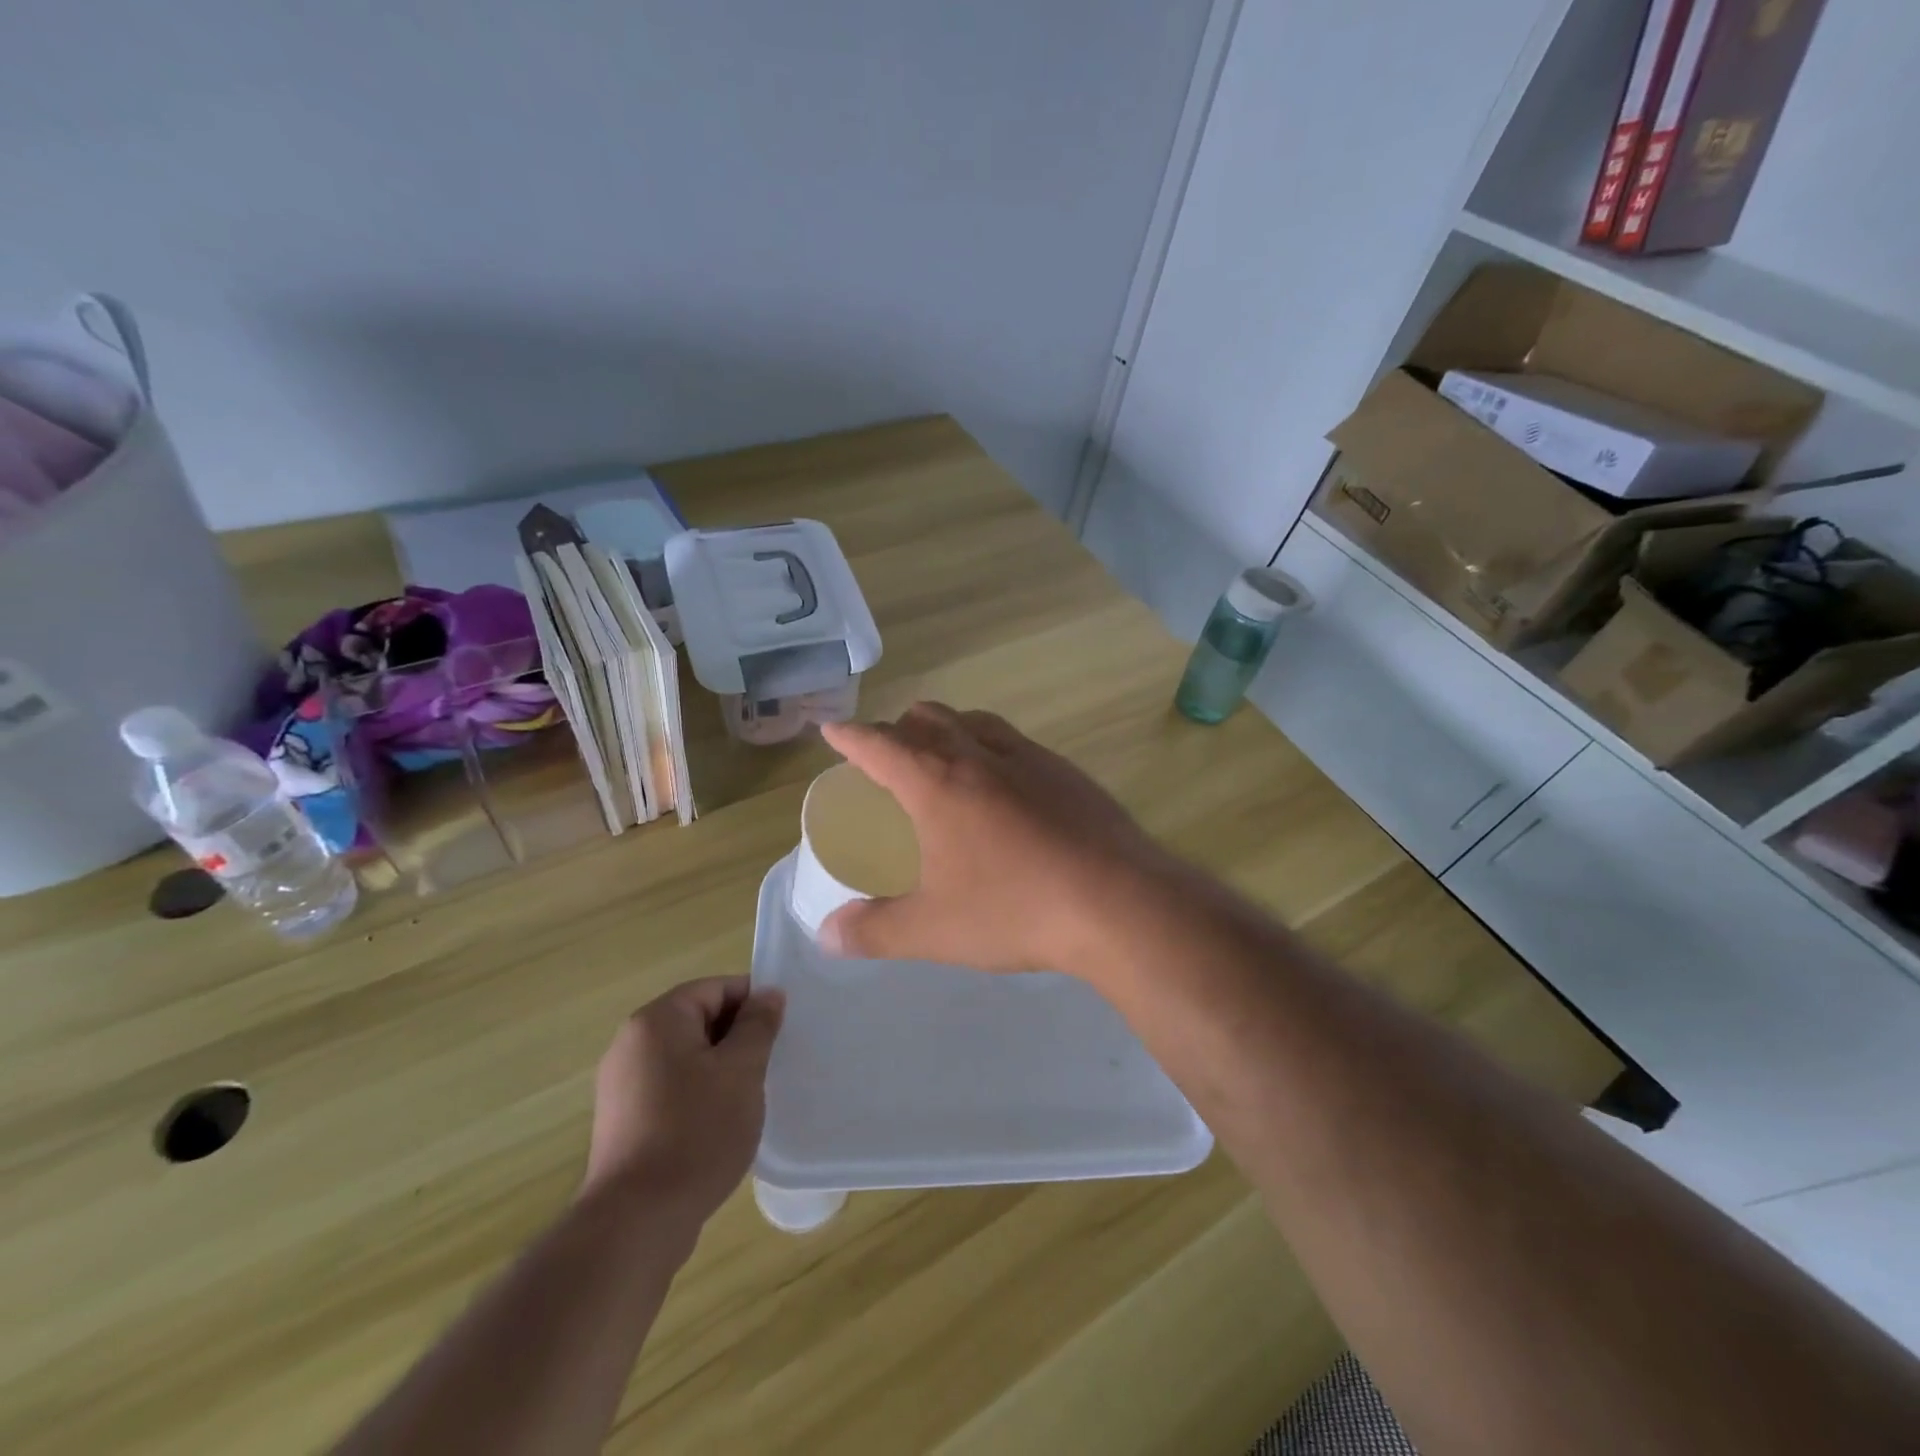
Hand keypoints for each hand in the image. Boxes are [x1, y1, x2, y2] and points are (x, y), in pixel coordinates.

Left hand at [581, 977, 784, 1221]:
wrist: (636, 1222)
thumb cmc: (696, 1132)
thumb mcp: (742, 1071)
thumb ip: (758, 1025)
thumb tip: (768, 994)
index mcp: (657, 1021)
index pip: (715, 988)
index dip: (753, 1003)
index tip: (781, 1031)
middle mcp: (632, 1043)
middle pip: (698, 1020)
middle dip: (737, 1038)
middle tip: (770, 1065)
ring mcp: (622, 1085)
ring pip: (686, 1057)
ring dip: (721, 1069)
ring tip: (749, 1097)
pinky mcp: (623, 1121)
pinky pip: (671, 1088)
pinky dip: (699, 1095)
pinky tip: (720, 1125)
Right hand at [818, 704, 1172, 976]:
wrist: (1119, 903)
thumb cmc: (1014, 910)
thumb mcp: (933, 930)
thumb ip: (874, 931)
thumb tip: (826, 935)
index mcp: (938, 783)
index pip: (880, 745)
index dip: (851, 736)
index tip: (833, 730)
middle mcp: (982, 756)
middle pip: (931, 719)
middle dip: (900, 727)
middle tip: (888, 750)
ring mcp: (1032, 759)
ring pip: (978, 722)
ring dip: (951, 727)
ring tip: (944, 753)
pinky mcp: (1070, 774)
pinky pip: (1018, 743)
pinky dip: (994, 747)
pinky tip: (1008, 785)